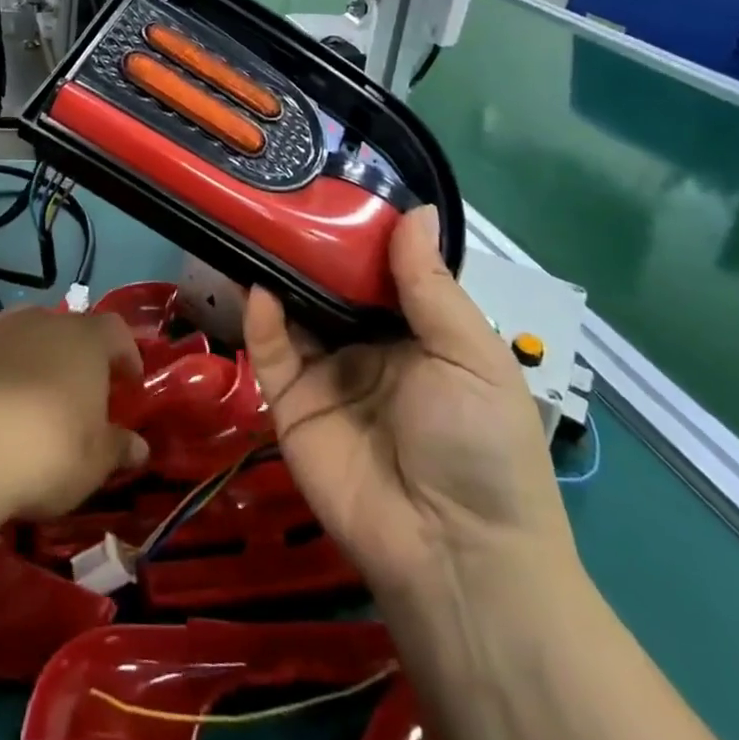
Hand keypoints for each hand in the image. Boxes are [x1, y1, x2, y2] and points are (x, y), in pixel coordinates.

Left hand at [0, 309, 149, 518]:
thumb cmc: (48, 452)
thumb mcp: (95, 462)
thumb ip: (118, 447)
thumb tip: (138, 446)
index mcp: (84, 340)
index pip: (115, 331)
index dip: (125, 355)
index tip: (128, 385)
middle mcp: (39, 322)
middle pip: (65, 328)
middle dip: (73, 356)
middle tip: (77, 394)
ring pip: (19, 335)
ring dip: (28, 358)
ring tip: (28, 397)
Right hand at [242, 206, 576, 614]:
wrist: (453, 553)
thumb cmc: (481, 446)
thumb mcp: (472, 357)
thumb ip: (430, 284)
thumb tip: (413, 209)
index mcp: (417, 335)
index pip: (381, 272)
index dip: (361, 234)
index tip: (334, 186)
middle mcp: (367, 348)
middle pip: (330, 287)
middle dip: (310, 248)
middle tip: (281, 196)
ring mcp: (326, 375)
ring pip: (294, 313)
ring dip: (278, 275)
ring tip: (256, 226)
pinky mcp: (289, 404)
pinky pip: (270, 353)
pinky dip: (260, 319)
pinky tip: (259, 287)